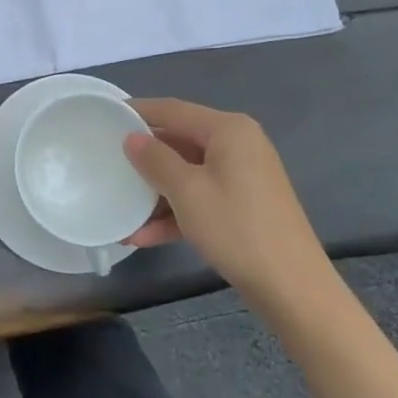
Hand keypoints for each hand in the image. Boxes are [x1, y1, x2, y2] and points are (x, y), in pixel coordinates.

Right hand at [122, 98, 331, 295]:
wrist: (292, 288)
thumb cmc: (236, 228)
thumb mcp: (187, 191)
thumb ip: (155, 159)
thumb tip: (132, 138)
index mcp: (228, 129)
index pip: (173, 110)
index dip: (138, 112)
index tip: (104, 117)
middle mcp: (238, 144)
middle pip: (179, 141)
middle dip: (145, 159)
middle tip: (107, 164)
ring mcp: (242, 176)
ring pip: (187, 173)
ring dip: (155, 192)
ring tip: (120, 208)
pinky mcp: (243, 204)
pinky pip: (201, 196)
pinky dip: (175, 212)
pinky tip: (143, 236)